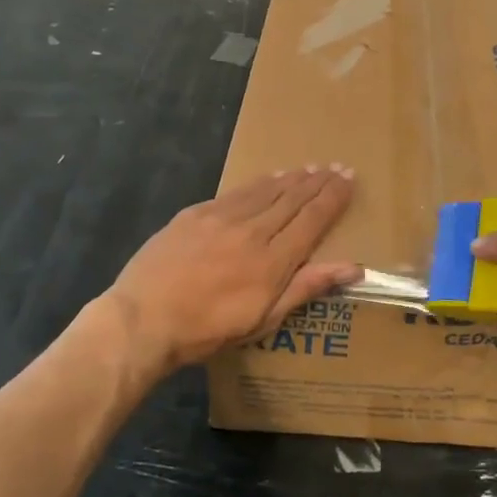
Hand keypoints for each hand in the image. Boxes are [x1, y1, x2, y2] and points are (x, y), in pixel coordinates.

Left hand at [103, 167, 360, 373]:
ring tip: (309, 168)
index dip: (333, 197)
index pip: (312, 219)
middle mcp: (252, 230)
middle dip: (318, 182)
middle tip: (337, 166)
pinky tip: (268, 178)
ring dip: (292, 178)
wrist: (143, 319)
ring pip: (266, 190)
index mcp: (273, 260)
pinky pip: (237, 191)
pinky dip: (259, 183)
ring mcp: (222, 217)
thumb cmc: (207, 329)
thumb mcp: (264, 319)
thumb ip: (307, 287)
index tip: (349, 179)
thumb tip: (354, 267)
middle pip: (292, 198)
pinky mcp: (196, 213)